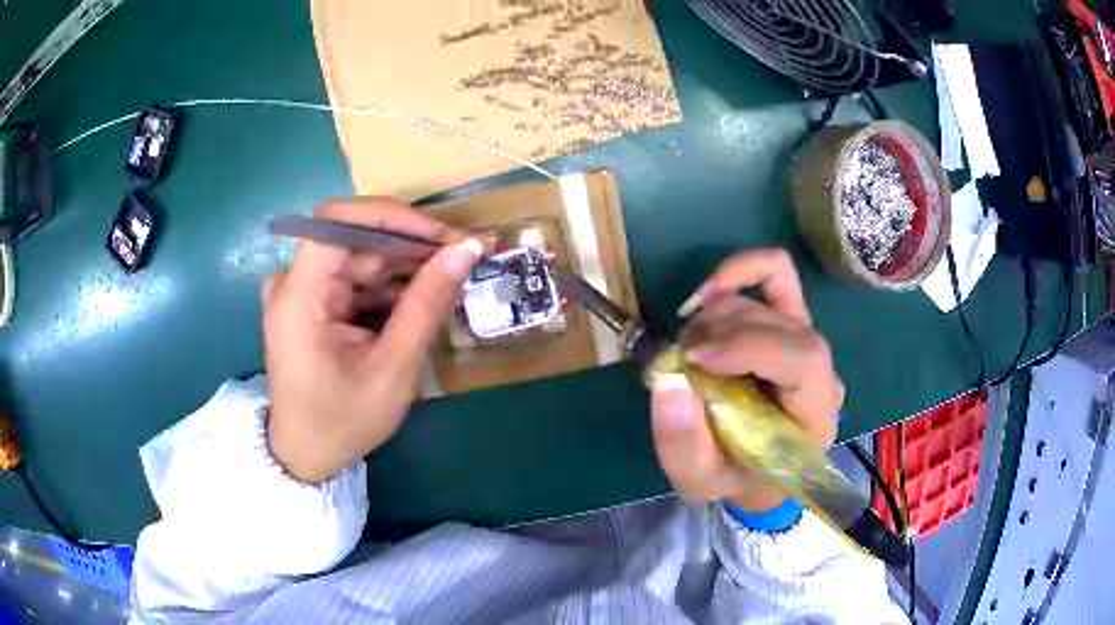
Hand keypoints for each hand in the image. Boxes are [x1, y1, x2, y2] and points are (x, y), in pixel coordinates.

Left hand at [263, 198, 481, 482]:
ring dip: (407, 267)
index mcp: (299, 296)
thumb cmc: (342, 422)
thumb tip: (467, 249)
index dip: (392, 216)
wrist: (305, 455)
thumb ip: (427, 305)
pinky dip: (391, 287)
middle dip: (412, 245)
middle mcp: (294, 282)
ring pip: (361, 257)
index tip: (442, 235)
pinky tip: (422, 301)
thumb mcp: (392, 370)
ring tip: (453, 281)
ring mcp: (301, 291)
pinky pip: (356, 279)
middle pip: (355, 239)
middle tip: (466, 257)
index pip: (338, 221)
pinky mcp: (312, 302)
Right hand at [651, 249, 842, 512]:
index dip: (749, 346)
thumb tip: (669, 380)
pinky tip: (706, 296)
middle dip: (720, 332)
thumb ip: (683, 444)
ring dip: (716, 315)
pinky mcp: (791, 320)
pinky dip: (738, 273)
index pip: (803, 358)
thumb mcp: (699, 481)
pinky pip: (776, 273)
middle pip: (780, 323)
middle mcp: (822, 370)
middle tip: (680, 358)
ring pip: (767, 300)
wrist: (758, 472)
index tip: (696, 357)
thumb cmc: (735, 479)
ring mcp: (808, 339)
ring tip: (689, 348)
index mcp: (815, 414)